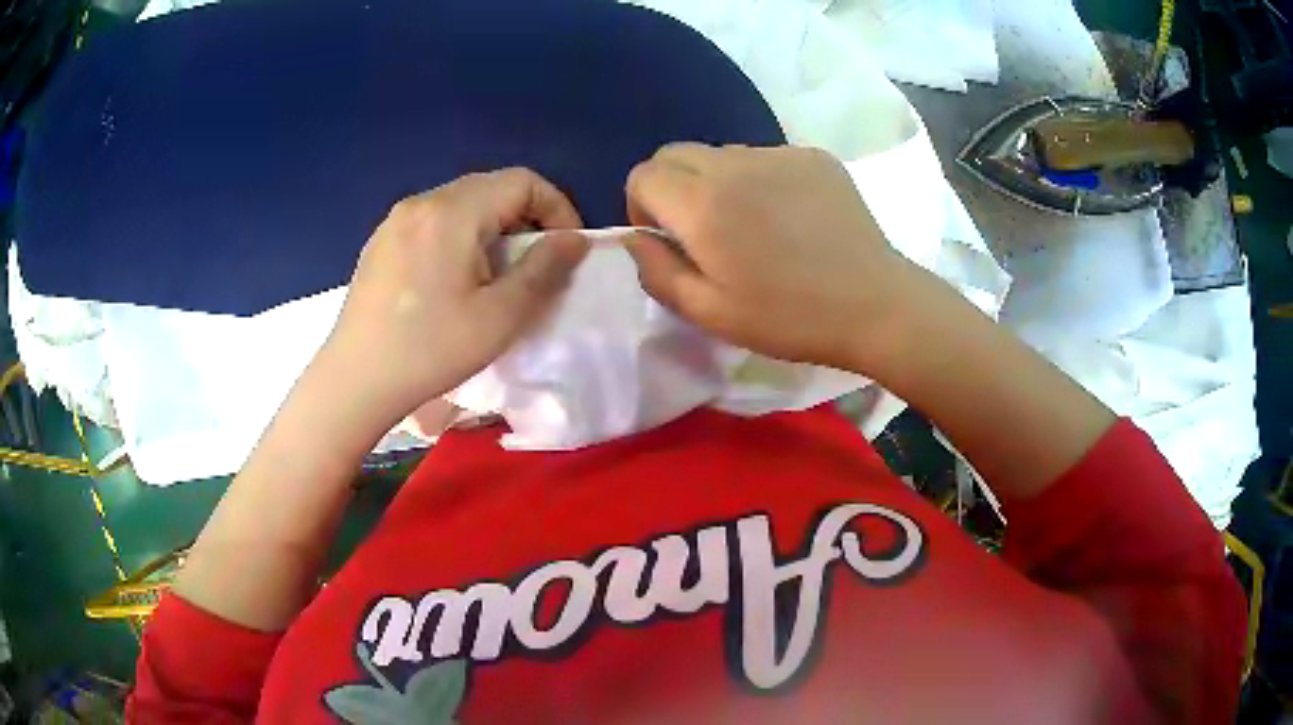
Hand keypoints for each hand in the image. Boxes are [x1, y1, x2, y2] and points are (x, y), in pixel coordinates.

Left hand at [323, 168, 588, 424]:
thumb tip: (574, 239)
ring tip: (494, 274)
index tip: (565, 250)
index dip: (556, 208)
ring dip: (491, 227)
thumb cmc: (431, 350)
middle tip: (534, 264)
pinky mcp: (380, 242)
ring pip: (460, 203)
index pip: (522, 181)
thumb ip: (544, 269)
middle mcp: (422, 202)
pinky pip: (432, 221)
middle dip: (525, 217)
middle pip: (490, 187)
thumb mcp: (501, 316)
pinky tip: (451, 280)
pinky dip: (458, 236)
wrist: (356, 381)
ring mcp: (395, 220)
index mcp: (453, 212)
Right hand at [624, 143, 917, 369]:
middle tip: (704, 232)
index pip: (643, 174)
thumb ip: (656, 271)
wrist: (876, 305)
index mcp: (703, 203)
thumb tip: (635, 238)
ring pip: (722, 155)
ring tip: (754, 226)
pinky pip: (765, 158)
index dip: (642, 206)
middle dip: (673, 188)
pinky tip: (790, 218)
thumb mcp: (708, 312)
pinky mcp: (813, 156)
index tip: (668, 239)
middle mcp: (735, 164)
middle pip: (676, 154)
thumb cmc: (789, 318)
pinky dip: (760, 180)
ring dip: (718, 183)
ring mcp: (779, 154)